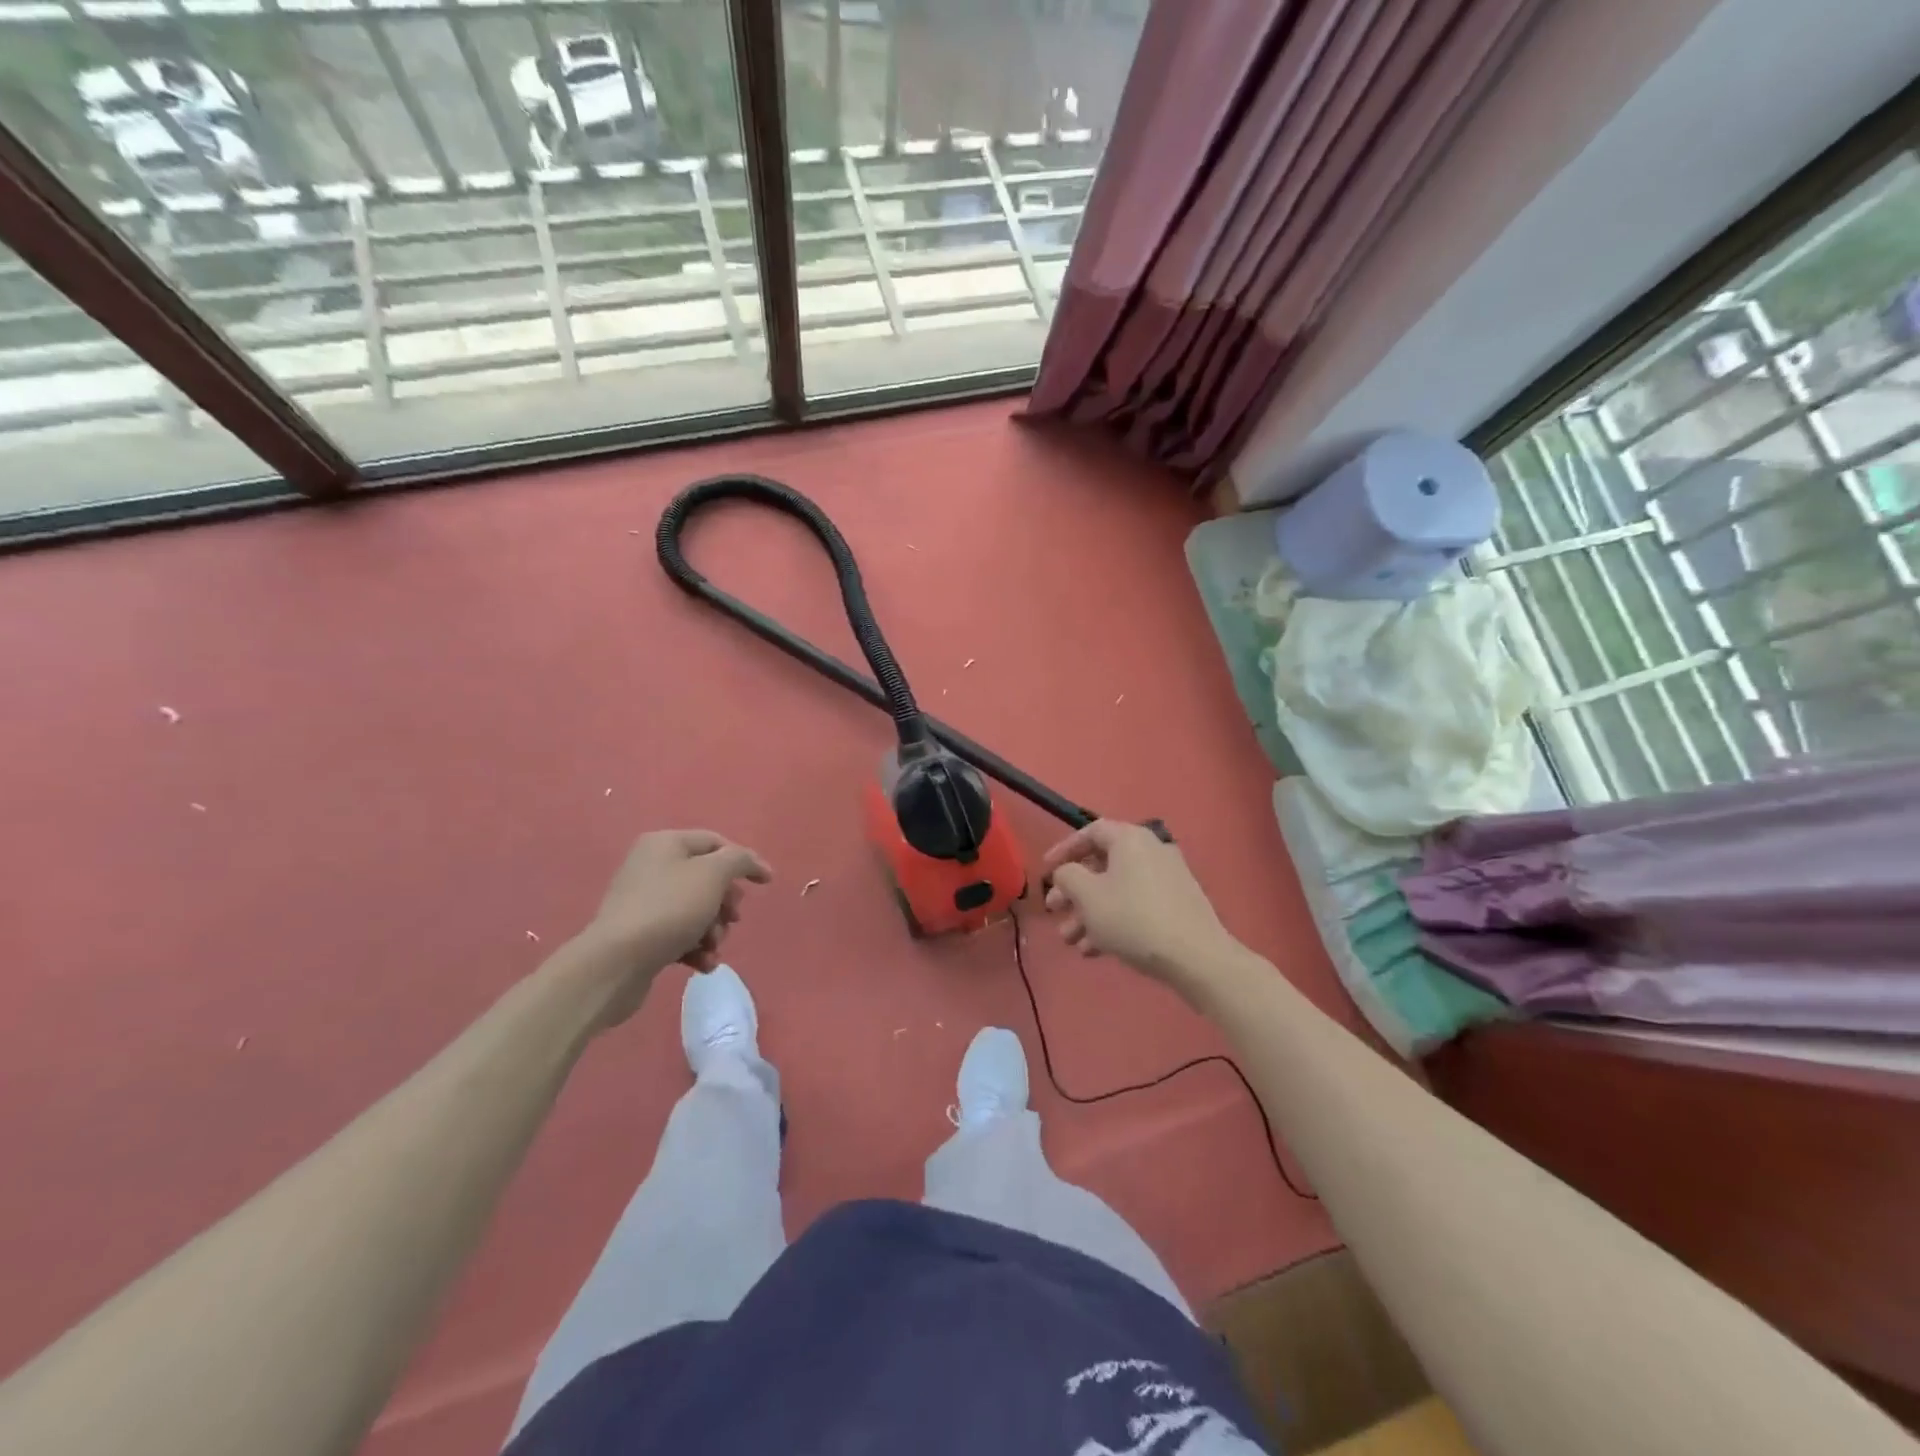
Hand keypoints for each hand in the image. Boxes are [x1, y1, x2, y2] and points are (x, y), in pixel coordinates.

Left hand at [576, 831, 771, 1017]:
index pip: (716, 843)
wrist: (615, 964)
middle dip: (726, 902)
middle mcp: (651, 866)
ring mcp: (644, 902)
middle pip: (707, 878)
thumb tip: (751, 862)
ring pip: (696, 909)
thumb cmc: (669, 909)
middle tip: (731, 919)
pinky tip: (702, 963)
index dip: (745, 861)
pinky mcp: (641, 934)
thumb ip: (739, 860)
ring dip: (713, 930)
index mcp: (665, 844)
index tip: (767, 883)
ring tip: (712, 946)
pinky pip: (679, 934)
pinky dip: (695, 947)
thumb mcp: (713, 875)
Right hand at [1041, 820, 1239, 989]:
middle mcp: (1151, 851)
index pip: (1090, 832)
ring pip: (1117, 890)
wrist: (1196, 957)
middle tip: (1054, 911)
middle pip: (1102, 865)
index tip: (1046, 869)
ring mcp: (1167, 879)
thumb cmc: (1133, 918)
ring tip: (1070, 941)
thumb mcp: (1088, 896)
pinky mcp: (1176, 905)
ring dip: (1089, 912)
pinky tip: (1094, 951)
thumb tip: (1067, 872)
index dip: (1064, 849)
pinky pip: (1135, 905)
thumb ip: (1067, 876)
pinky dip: (1113, 921)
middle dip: (1074, 891)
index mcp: (1130, 839)